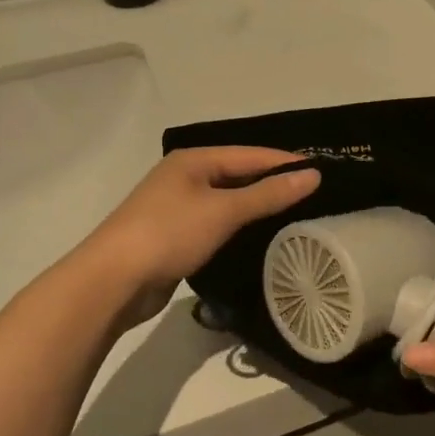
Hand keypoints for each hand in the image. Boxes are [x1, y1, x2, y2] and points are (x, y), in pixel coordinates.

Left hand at [85, 148, 319, 325]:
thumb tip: (313, 174)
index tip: (322, 172)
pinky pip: (215, 222)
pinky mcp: (174, 235)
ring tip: (294, 215)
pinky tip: (257, 237)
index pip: (250, 154)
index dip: (285, 162)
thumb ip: (269, 194)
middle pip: (238, 174)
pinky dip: (237, 226)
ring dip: (255, 206)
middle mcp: (184, 177)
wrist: (112, 281)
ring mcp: (176, 206)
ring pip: (226, 200)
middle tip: (313, 196)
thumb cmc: (169, 234)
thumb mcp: (224, 211)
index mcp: (193, 160)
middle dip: (272, 183)